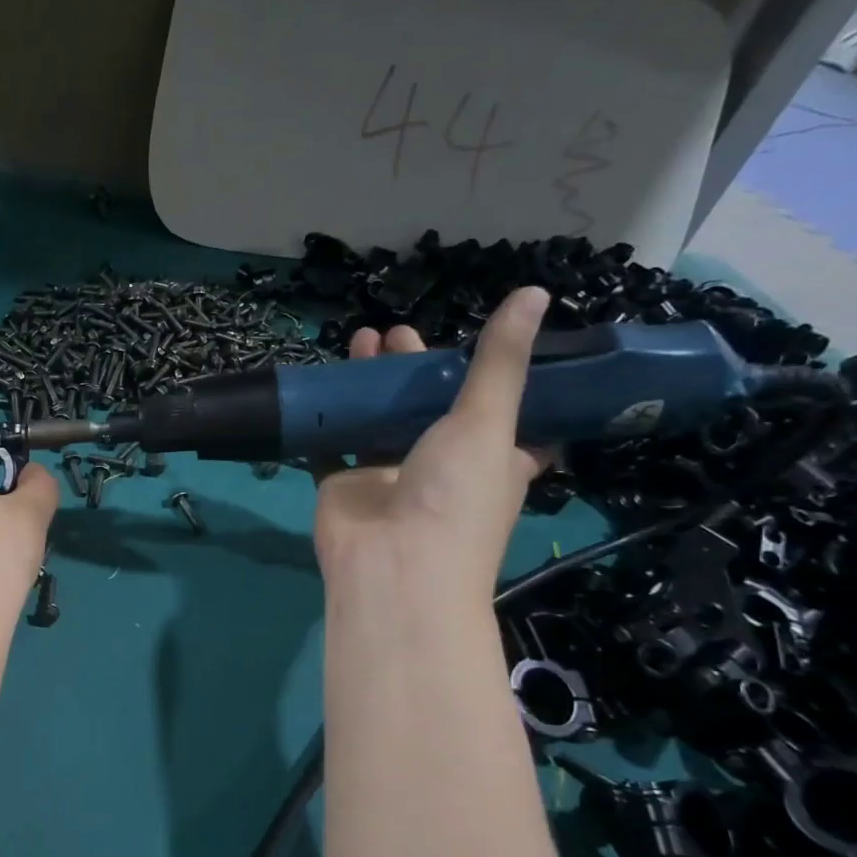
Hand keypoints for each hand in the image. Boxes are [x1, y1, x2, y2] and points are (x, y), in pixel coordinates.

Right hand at [314, 286, 549, 588]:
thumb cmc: (455, 496)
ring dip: (369, 383)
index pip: (501, 413)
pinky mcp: (344, 483)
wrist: (393, 565)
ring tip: (361, 338)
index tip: (482, 341)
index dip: (492, 378)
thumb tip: (535, 291)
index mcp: (490, 457)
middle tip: (398, 332)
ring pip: (377, 420)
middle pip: (427, 407)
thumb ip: (500, 361)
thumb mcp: (488, 421)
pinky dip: (326, 418)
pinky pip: (332, 444)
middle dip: (414, 369)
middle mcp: (440, 465)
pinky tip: (321, 386)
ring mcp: (387, 475)